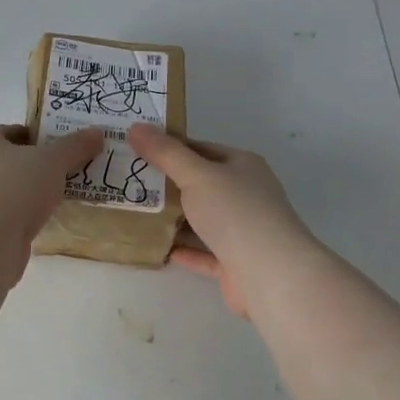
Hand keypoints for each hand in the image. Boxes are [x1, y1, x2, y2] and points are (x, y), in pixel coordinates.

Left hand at [0, 123, 102, 243]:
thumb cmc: (15, 186)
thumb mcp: (52, 161)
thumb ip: (74, 146)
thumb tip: (97, 132)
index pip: (11, 131)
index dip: (37, 136)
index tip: (62, 146)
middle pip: (10, 161)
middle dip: (38, 165)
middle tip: (68, 170)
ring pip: (10, 190)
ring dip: (32, 193)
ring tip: (63, 196)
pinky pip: (9, 215)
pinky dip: (26, 216)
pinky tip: (47, 221)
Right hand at [127, 125, 316, 318]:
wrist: (271, 273)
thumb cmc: (235, 213)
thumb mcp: (196, 175)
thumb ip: (165, 153)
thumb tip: (135, 127)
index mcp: (242, 166)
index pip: (201, 149)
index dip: (169, 148)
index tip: (136, 151)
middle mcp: (246, 194)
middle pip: (200, 185)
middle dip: (167, 185)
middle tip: (129, 182)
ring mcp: (243, 230)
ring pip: (202, 220)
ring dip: (173, 220)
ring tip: (136, 215)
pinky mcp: (236, 262)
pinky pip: (204, 252)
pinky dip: (183, 250)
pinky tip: (159, 248)